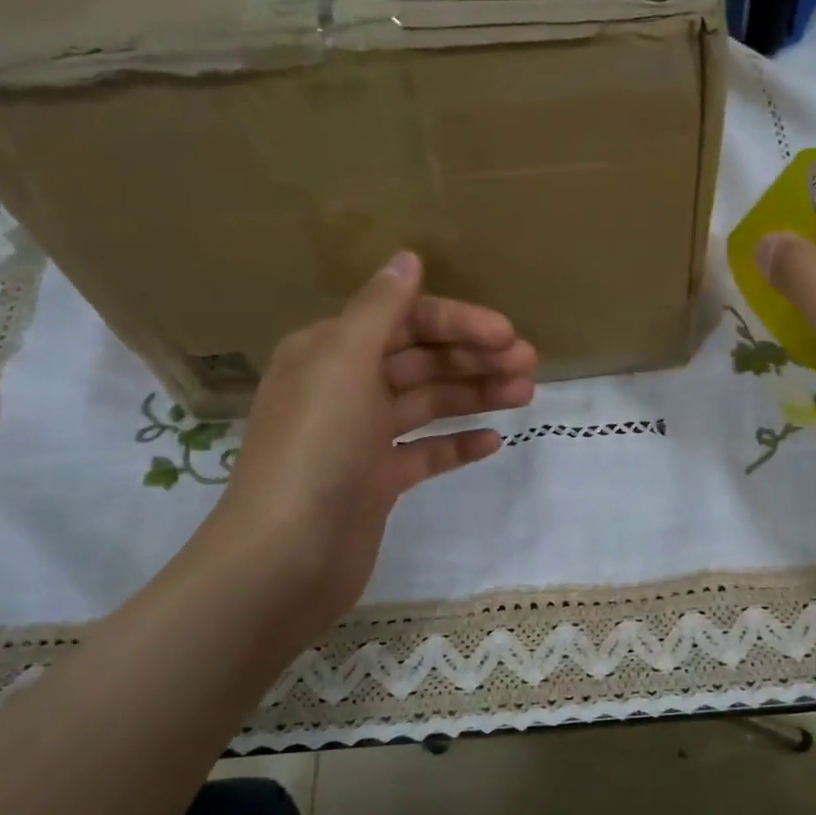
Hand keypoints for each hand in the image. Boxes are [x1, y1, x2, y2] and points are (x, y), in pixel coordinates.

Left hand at [186, 252, 536, 649]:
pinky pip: (425, 452)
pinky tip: (495, 441)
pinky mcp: (377, 481)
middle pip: (420, 361)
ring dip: (475, 395)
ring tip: (526, 394)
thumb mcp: (343, 363)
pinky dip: (458, 444)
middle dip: (474, 358)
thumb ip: (380, 309)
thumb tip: (406, 257)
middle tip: (529, 363)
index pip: (403, 321)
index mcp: (329, 352)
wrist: (286, 557)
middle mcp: (344, 388)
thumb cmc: (316, 449)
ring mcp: (361, 438)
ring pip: (428, 404)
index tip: (506, 334)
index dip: (457, 323)